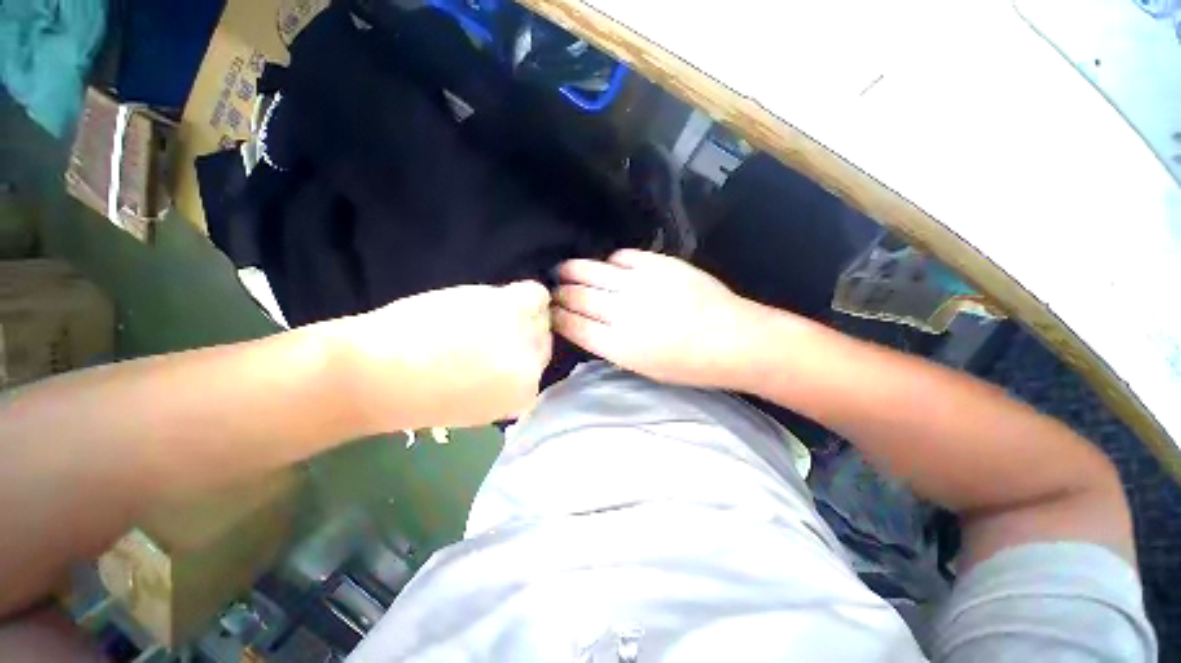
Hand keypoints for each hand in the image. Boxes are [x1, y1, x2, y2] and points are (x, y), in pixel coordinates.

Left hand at [327, 281, 552, 430]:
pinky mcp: (511, 308)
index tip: (503, 346)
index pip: (539, 366)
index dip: (521, 354)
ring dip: (520, 312)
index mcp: (523, 395)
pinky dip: (525, 294)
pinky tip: (496, 299)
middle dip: (522, 333)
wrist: (378, 375)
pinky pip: (536, 294)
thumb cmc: (416, 395)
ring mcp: (524, 337)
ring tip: (487, 314)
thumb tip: (515, 357)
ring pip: (541, 315)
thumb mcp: (475, 405)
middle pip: (543, 340)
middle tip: (494, 328)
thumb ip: (504, 383)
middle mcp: (532, 368)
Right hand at [553, 249, 772, 388]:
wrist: (735, 340)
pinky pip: (623, 257)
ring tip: (565, 271)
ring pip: (593, 272)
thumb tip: (588, 326)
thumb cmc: (689, 365)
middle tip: (552, 290)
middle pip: (578, 297)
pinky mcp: (659, 264)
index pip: (574, 326)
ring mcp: (641, 284)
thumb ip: (611, 346)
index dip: (558, 317)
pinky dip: (610, 262)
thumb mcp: (643, 368)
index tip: (550, 312)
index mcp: (619, 345)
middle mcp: (624, 312)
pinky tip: (608, 266)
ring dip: (574, 271)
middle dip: (560, 293)